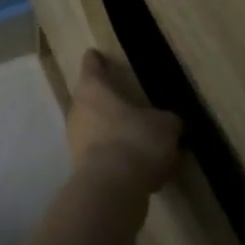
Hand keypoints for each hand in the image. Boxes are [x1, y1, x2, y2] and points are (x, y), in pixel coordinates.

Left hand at [67, 50, 180, 196]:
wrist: (111, 189)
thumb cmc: (135, 142)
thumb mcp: (164, 127)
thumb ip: (167, 120)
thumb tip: (169, 122)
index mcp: (93, 89)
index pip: (92, 67)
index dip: (96, 61)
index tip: (95, 55)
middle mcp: (78, 109)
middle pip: (91, 99)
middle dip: (107, 102)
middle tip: (126, 103)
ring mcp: (75, 139)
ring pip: (95, 128)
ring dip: (112, 132)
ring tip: (138, 140)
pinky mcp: (80, 167)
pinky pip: (100, 155)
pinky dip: (115, 157)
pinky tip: (136, 169)